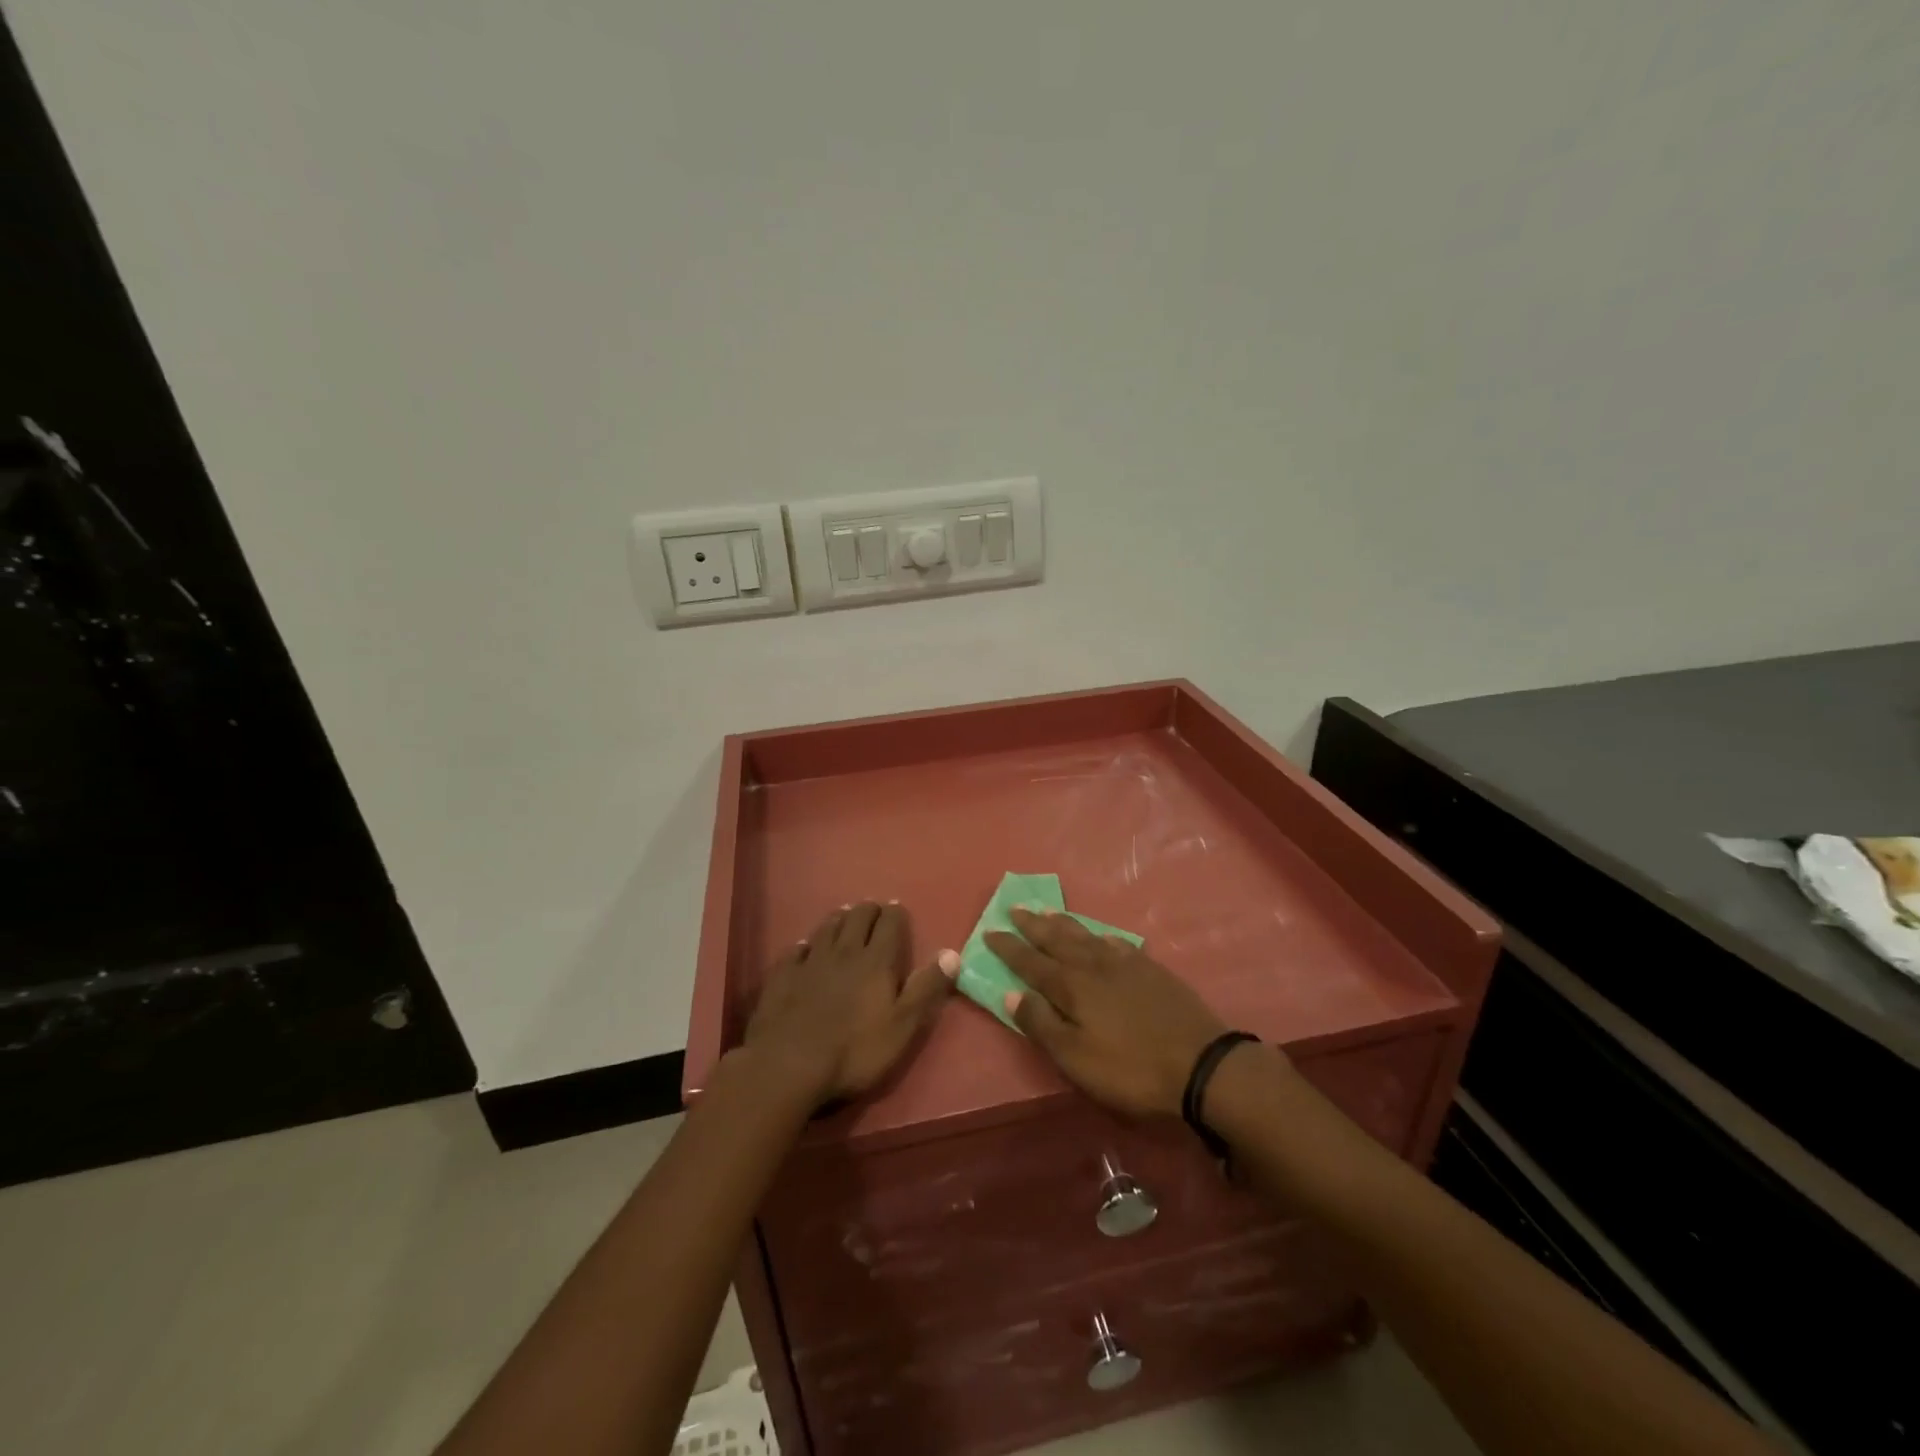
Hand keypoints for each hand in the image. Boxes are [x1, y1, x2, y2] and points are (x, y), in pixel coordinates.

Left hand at [744, 902, 956, 1107]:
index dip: (895, 914)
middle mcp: (844, 952)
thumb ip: (927, 989)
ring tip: (845, 916)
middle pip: (857, 918)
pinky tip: (805, 947)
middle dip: (868, 910)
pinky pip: (796, 950)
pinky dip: (805, 945)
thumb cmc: (855, 1051)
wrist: (789, 1065)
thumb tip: (952, 953)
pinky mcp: (783, 976)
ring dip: (839, 919)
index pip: (890, 924)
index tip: (897, 909)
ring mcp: (810, 962)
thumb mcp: (903, 1026)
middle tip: (873, 910)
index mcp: (876, 961)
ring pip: (827, 928)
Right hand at [985, 908, 1229, 1118]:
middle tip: (1015, 907)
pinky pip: (1116, 943)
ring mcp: (1125, 964)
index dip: (1009, 947)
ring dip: (1063, 923)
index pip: (1031, 962)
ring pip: (1085, 935)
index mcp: (1071, 987)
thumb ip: (1041, 1024)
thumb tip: (1011, 992)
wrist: (1200, 1064)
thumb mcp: (1075, 1058)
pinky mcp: (1151, 970)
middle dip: (1032, 925)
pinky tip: (1099, 935)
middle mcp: (1093, 966)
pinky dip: (1100, 936)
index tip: (990, 930)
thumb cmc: (1129, 1069)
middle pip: (1056, 939)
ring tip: (1047, 910)